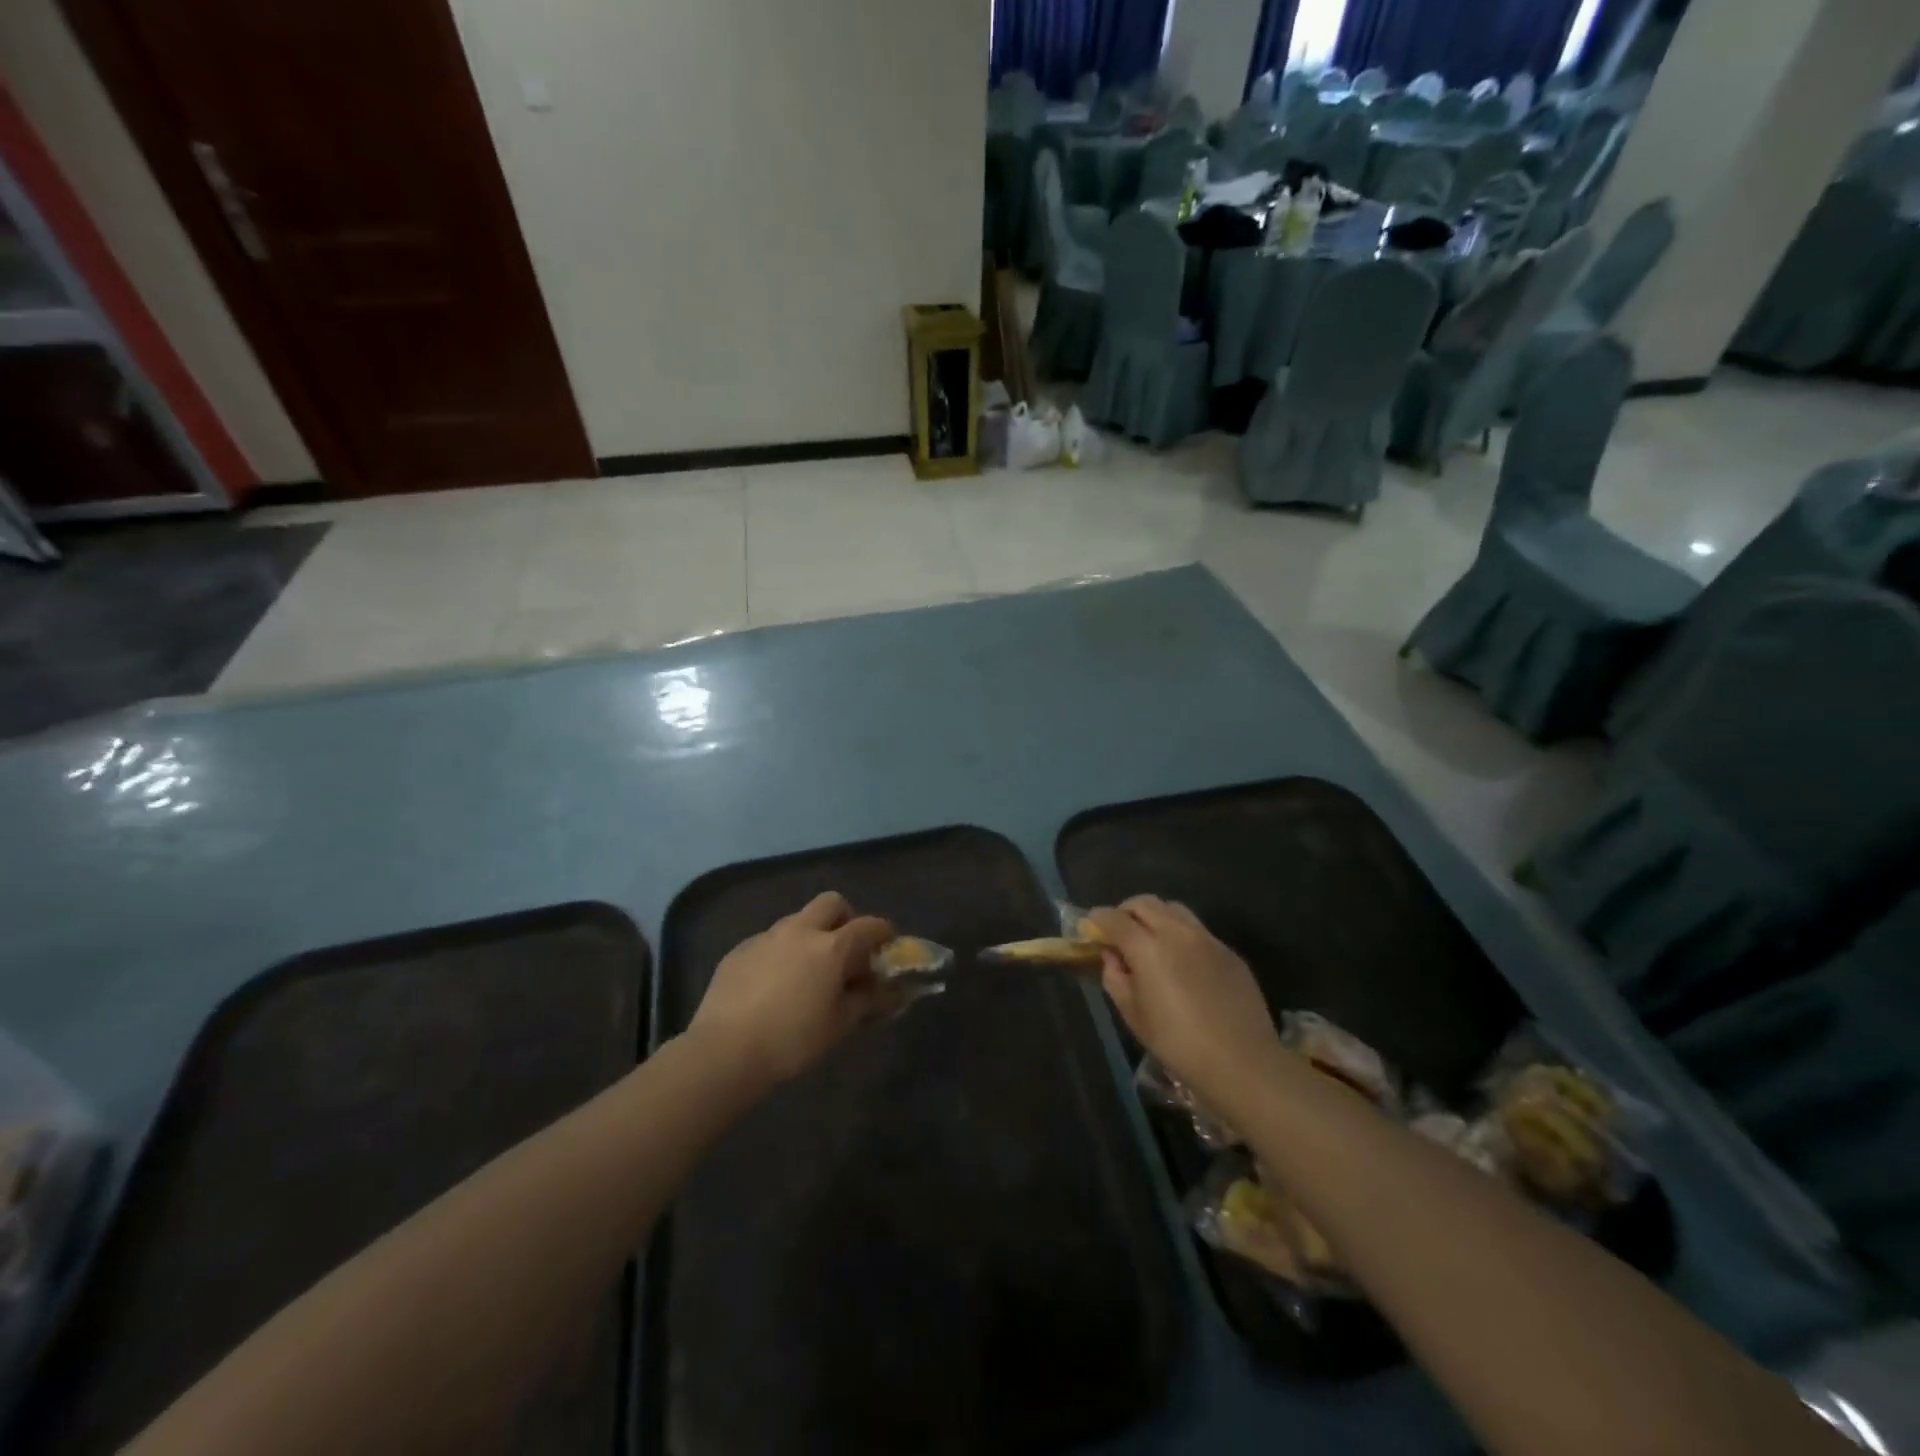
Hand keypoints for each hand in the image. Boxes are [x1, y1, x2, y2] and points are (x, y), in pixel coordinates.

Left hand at [690, 892, 897, 1085]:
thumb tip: (894, 991)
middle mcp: (800, 930)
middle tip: (846, 949)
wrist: (724, 1051)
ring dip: (810, 935)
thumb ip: (870, 1001)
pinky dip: (781, 953)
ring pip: (797, 920)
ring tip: (808, 971)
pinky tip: (773, 985)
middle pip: (831, 903)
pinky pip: (769, 941)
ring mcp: (766, 937)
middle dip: (845, 918)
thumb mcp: (840, 1025)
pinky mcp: (739, 950)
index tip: (888, 946)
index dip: (884, 933)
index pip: (869, 926)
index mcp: (831, 946)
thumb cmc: (793, 1040)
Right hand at [1086, 896, 1285, 1110]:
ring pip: (1174, 909)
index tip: (1091, 928)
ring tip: (1152, 942)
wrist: (1242, 1062)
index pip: (1114, 918)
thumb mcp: (1133, 1016)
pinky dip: (1181, 935)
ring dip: (1156, 917)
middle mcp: (1177, 932)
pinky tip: (1183, 964)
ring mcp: (1207, 939)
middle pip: (1145, 903)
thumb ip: (1116, 978)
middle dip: (1126, 912)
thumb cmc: (1178, 1044)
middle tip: (1120, 933)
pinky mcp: (1228, 951)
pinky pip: (1198, 930)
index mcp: (1147, 948)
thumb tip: (1112, 957)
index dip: (1097, 919)